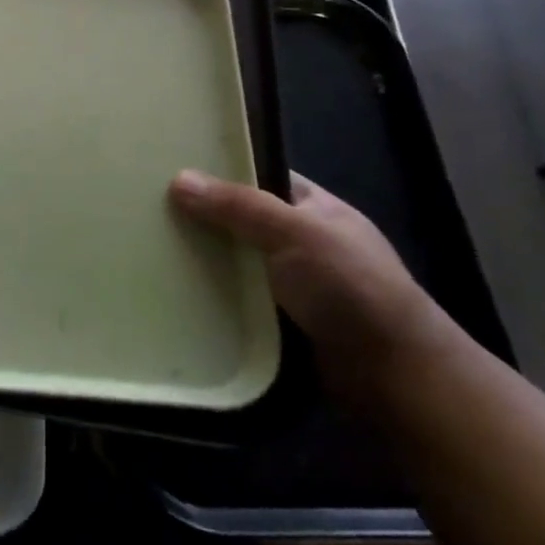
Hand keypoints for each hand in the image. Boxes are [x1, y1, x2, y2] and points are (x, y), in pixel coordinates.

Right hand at [169, 169, 448, 395]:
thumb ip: (238, 205)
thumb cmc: (351, 288)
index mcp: (316, 209)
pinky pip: (236, 299)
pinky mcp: (280, 321)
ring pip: (236, 262)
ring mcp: (293, 284)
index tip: (174, 168)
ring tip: (150, 248)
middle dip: (203, 217)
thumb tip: (178, 179)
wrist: (394, 376)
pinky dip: (212, 296)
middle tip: (151, 209)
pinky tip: (176, 290)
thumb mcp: (295, 232)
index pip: (262, 177)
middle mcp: (304, 242)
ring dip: (203, 261)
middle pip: (242, 220)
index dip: (223, 170)